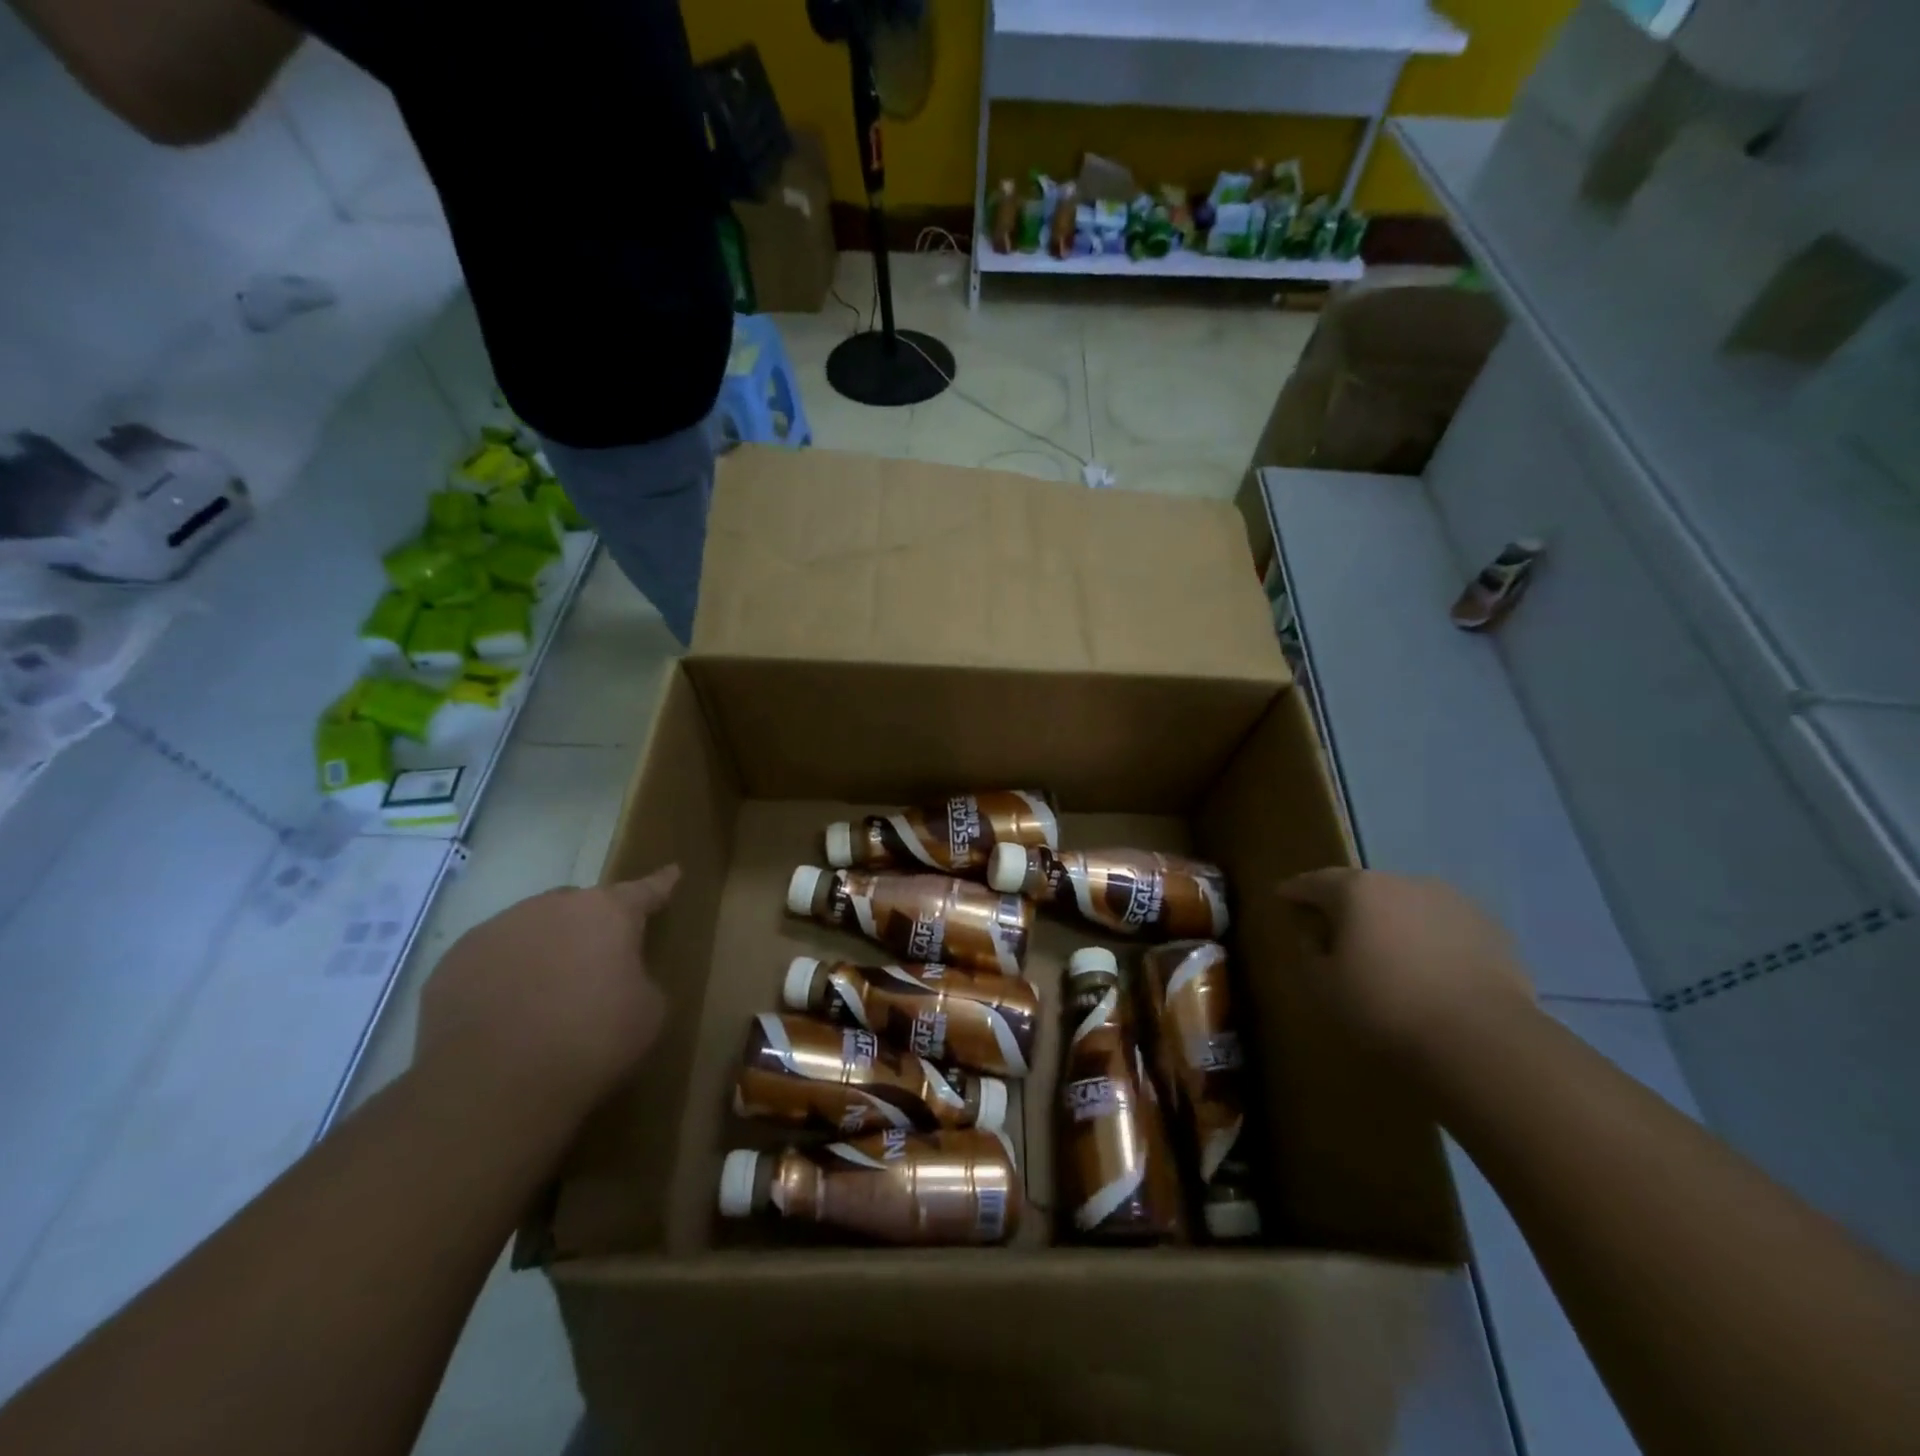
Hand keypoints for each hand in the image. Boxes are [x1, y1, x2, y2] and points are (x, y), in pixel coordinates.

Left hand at [415, 866, 677, 1123]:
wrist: (492, 1086)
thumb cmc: (590, 1041)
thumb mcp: (648, 1011)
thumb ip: (640, 977)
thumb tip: (620, 978)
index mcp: (607, 912)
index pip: (644, 890)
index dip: (660, 884)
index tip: (672, 871)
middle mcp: (552, 906)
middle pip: (580, 907)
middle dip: (591, 927)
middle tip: (596, 965)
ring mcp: (497, 929)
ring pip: (532, 928)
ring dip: (545, 949)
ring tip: (545, 995)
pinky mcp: (453, 962)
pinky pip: (492, 958)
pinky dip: (504, 975)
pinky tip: (506, 1013)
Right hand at [1279, 869, 1533, 1058]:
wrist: (1484, 1040)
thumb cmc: (1385, 1006)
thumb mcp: (1323, 985)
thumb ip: (1310, 952)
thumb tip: (1315, 936)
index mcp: (1357, 890)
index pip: (1314, 881)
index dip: (1295, 890)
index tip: (1282, 897)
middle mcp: (1404, 883)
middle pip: (1364, 888)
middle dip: (1347, 906)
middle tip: (1334, 929)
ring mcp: (1453, 903)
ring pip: (1408, 905)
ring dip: (1392, 921)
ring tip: (1387, 952)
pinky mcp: (1491, 930)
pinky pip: (1445, 928)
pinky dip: (1431, 940)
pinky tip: (1430, 970)